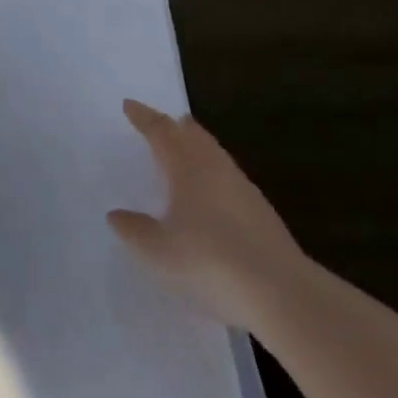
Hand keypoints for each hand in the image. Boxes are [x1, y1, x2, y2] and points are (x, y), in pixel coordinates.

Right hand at [107, 99, 307, 329]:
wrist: (281, 293)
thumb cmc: (208, 261)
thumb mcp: (158, 250)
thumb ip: (134, 230)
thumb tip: (115, 215)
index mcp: (186, 168)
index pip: (161, 132)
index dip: (144, 118)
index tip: (129, 105)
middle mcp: (215, 170)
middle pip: (194, 137)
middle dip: (176, 126)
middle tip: (165, 119)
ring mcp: (244, 191)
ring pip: (216, 155)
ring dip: (199, 146)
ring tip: (189, 146)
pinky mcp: (263, 215)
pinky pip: (231, 178)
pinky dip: (216, 173)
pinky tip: (214, 192)